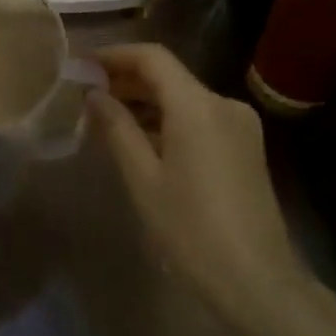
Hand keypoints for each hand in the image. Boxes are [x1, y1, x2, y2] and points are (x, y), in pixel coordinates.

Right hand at [86, 43, 302, 318]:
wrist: (255, 279)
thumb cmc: (189, 228)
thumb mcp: (143, 178)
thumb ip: (117, 128)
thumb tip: (94, 94)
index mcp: (198, 106)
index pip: (152, 58)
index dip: (114, 56)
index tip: (81, 66)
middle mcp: (224, 104)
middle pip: (170, 76)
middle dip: (126, 79)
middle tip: (85, 94)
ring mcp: (240, 125)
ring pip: (184, 98)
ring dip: (146, 101)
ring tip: (106, 118)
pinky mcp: (246, 146)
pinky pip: (199, 118)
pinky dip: (168, 120)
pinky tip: (142, 139)